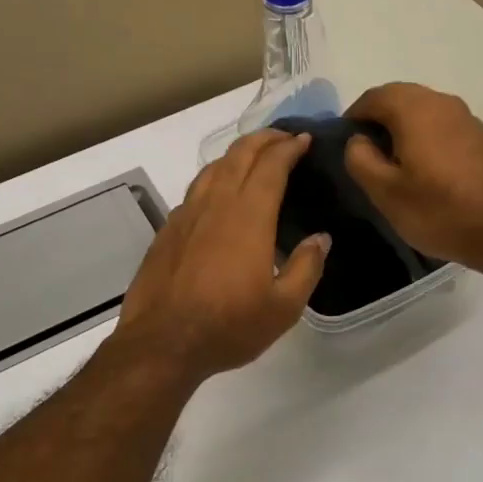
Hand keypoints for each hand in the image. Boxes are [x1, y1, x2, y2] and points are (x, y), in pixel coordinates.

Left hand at [114, 130, 329, 384]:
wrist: (162, 343)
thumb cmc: (229, 326)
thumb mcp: (283, 307)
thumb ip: (307, 268)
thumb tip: (320, 239)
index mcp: (248, 217)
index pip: (271, 166)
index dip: (289, 148)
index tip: (304, 140)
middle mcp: (216, 205)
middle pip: (239, 156)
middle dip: (263, 139)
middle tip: (283, 137)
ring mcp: (186, 215)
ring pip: (212, 169)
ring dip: (236, 154)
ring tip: (252, 157)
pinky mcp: (167, 230)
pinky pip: (194, 191)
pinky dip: (214, 179)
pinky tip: (217, 195)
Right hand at [343, 84, 482, 273]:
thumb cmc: (439, 211)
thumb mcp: (385, 192)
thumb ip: (360, 159)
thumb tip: (358, 140)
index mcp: (414, 109)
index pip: (372, 97)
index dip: (353, 117)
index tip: (345, 145)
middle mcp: (442, 102)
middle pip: (399, 97)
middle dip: (378, 119)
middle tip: (367, 154)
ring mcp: (467, 117)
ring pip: (423, 109)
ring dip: (403, 127)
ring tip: (394, 162)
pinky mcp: (482, 136)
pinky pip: (443, 124)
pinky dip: (426, 135)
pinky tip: (426, 168)